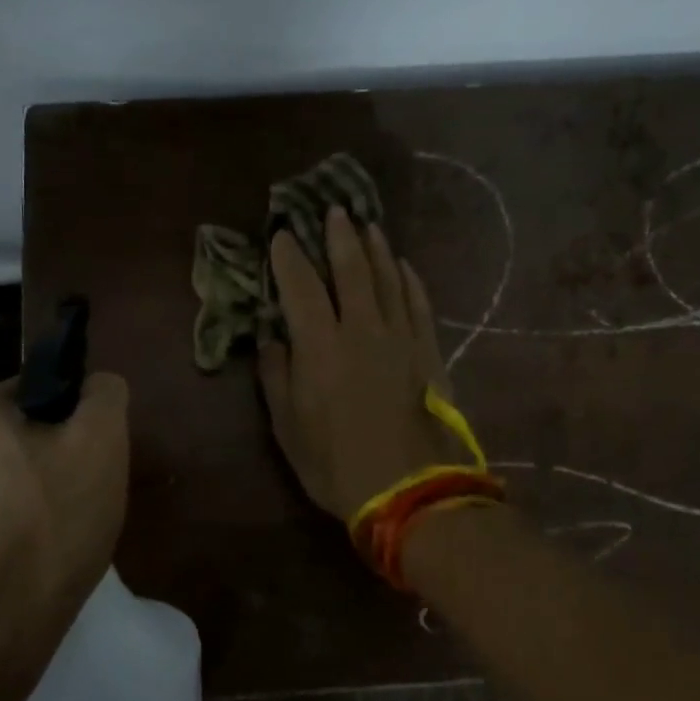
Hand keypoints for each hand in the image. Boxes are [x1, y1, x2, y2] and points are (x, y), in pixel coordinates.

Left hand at [0, 373, 129, 629]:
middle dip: (50, 457)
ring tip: (55, 531)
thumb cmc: (55, 522)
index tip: (91, 457)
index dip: (73, 419)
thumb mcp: (102, 443)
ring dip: (26, 491)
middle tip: (80, 495)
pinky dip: (5, 525)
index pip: (37, 391)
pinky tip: (26, 555)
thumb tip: (96, 383)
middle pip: (17, 436)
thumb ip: (104, 395)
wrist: (0, 622)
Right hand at [258, 206, 457, 519]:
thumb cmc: (336, 463)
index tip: (281, 235)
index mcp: (320, 345)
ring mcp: (400, 337)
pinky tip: (404, 266)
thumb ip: (277, 376)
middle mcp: (361, 329)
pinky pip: (418, 304)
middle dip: (339, 237)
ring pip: (388, 279)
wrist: (409, 490)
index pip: (301, 286)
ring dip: (376, 249)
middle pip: (351, 270)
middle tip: (334, 210)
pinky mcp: (428, 351)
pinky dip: (410, 280)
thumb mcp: (288, 427)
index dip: (289, 257)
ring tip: (368, 225)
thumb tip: (272, 339)